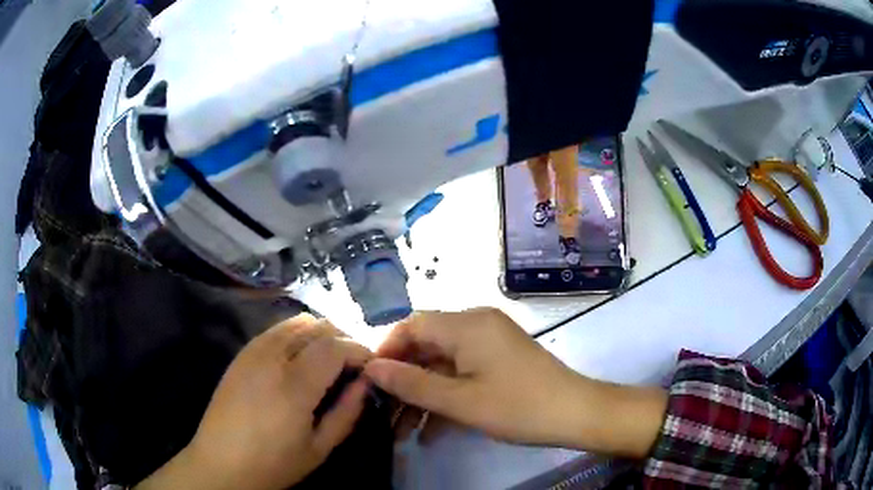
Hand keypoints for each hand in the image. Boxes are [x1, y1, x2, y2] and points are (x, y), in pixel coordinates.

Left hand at [136, 315, 371, 489]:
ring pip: (296, 322)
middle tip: (352, 364)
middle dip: (343, 338)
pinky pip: (276, 330)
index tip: (370, 365)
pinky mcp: (241, 353)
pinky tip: (299, 358)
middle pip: (317, 325)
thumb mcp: (319, 448)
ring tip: (327, 359)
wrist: (221, 463)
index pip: (335, 346)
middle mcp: (272, 358)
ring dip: (319, 333)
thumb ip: (347, 412)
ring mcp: (253, 351)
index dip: (359, 349)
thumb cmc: (274, 463)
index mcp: (294, 385)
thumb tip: (366, 383)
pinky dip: (296, 334)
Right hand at [364, 308, 666, 456]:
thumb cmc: (518, 407)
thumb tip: (371, 368)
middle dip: (404, 380)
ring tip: (402, 430)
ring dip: (423, 394)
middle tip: (383, 412)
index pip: (412, 325)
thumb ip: (412, 383)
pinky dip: (446, 395)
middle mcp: (477, 324)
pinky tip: (431, 430)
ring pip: (443, 364)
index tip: (370, 382)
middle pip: (426, 345)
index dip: (387, 351)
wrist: (576, 414)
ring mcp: (490, 342)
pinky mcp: (499, 359)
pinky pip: (462, 372)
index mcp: (467, 324)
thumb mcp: (459, 401)